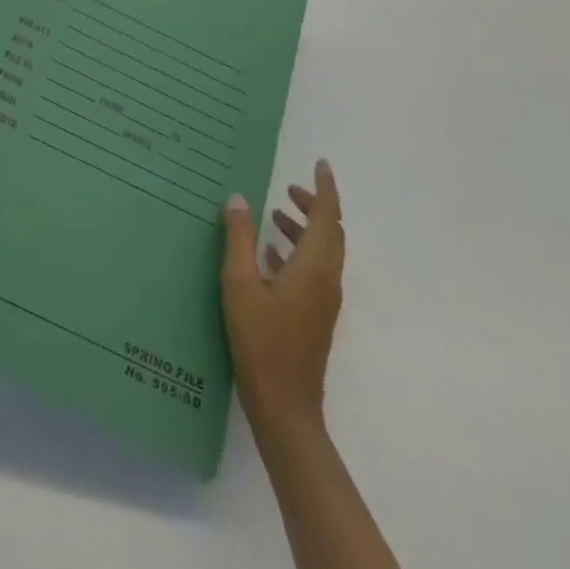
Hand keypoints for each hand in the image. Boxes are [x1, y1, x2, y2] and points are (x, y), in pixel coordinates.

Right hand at [220, 159, 343, 437]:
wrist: (285, 405)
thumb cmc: (260, 340)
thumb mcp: (240, 283)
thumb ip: (239, 239)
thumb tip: (238, 198)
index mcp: (314, 268)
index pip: (328, 218)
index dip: (325, 189)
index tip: (320, 163)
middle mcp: (327, 281)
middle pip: (331, 234)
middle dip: (314, 207)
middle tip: (288, 188)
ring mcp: (323, 302)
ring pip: (323, 254)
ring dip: (304, 230)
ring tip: (274, 217)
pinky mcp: (314, 317)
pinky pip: (314, 271)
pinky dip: (297, 252)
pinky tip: (269, 255)